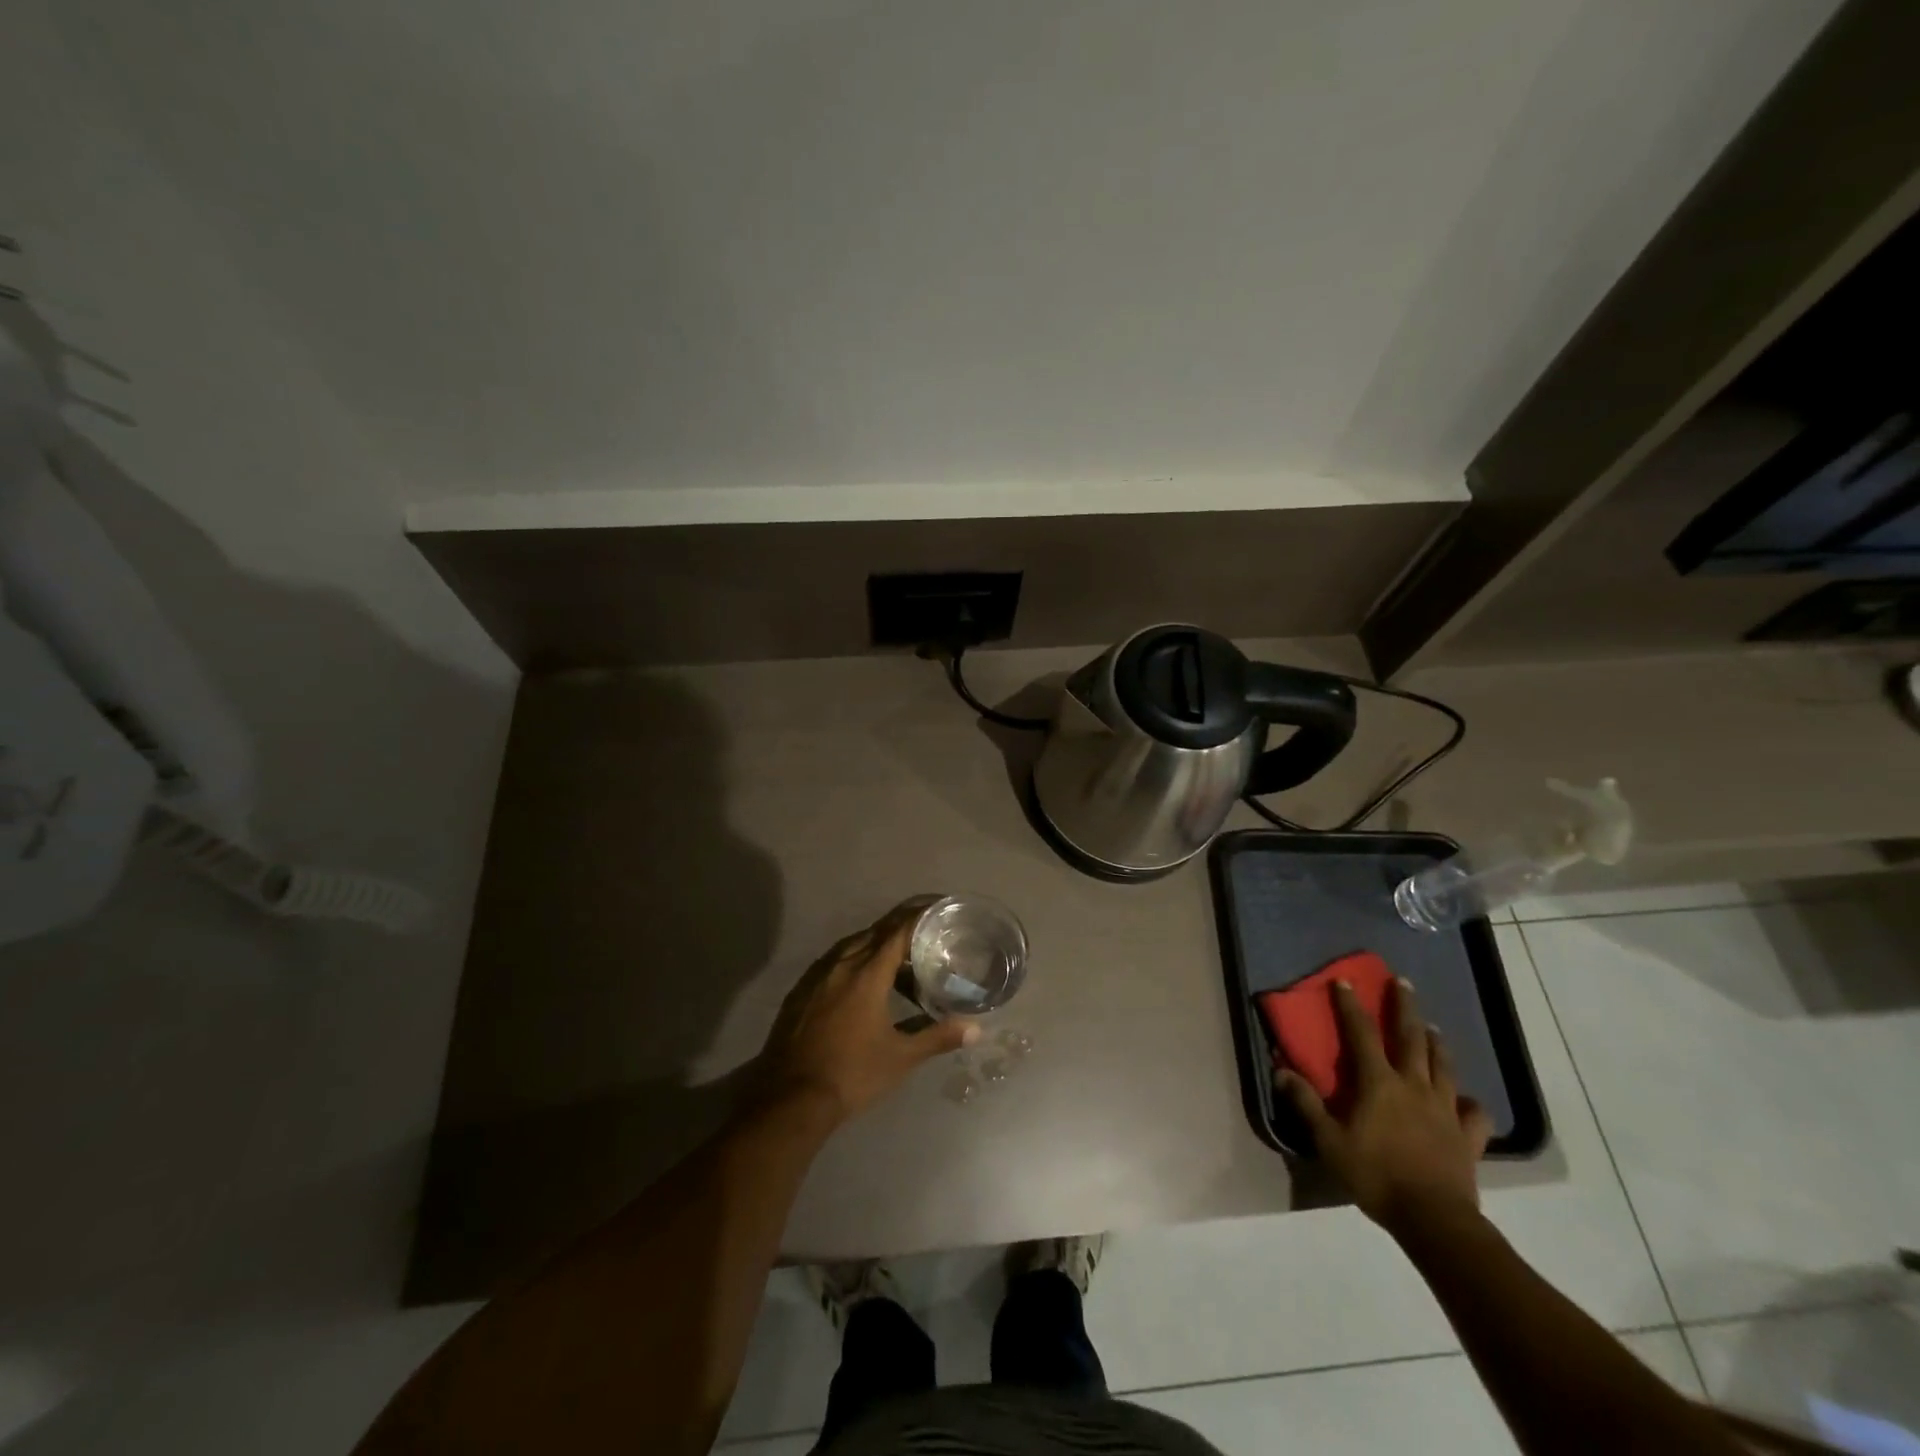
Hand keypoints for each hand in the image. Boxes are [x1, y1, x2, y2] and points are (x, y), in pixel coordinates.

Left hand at [758, 906, 978, 1122]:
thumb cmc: (852, 1074)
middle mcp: (841, 965)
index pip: (897, 932)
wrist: (790, 1099)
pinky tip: (863, 981)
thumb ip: (938, 1037)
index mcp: (867, 974)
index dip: (918, 917)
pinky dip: (854, 961)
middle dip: (900, 928)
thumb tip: (977, 1030)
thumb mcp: (901, 1058)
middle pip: (874, 934)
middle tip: (925, 933)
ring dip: (876, 946)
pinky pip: (833, 962)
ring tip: (899, 960)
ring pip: (852, 947)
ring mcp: (816, 977)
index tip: (937, 910)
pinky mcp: (801, 992)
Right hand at [1276, 978, 1492, 1236]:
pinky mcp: (1468, 1137)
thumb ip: (1305, 1104)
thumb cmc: (1375, 1175)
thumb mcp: (1328, 1141)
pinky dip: (1471, 1103)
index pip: (1361, 1032)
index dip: (1351, 1005)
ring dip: (1436, 1044)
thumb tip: (1280, 1070)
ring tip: (1433, 1029)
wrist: (1434, 1220)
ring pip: (1443, 1067)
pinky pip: (1475, 1114)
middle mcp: (1414, 1086)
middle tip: (1403, 983)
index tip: (1345, 981)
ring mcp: (1445, 1110)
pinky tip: (1467, 1101)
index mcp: (1379, 1083)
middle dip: (1405, 1008)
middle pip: (1411, 1038)